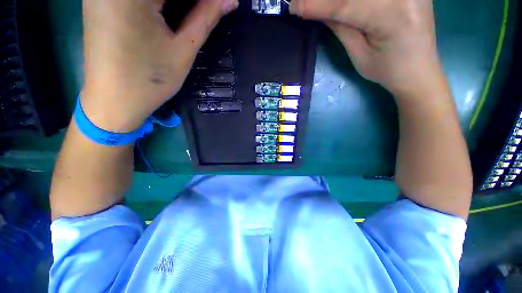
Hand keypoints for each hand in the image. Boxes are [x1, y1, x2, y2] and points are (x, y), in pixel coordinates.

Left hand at [81, 0, 237, 131]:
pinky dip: (158, 4)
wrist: (113, 101)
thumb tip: (229, 0)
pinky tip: (167, 13)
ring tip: (193, 14)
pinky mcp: (100, 0)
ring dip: (175, 4)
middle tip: (206, 12)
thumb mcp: (183, 50)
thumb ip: (205, 18)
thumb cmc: (150, 80)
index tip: (219, 6)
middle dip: (191, 1)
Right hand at [290, 0, 445, 98]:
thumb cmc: (387, 71)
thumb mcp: (359, 55)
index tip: (293, 6)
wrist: (419, 71)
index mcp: (392, 17)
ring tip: (323, 5)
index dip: (316, 5)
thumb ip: (341, 28)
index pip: (345, 5)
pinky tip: (342, 4)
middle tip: (303, 2)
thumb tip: (317, 10)